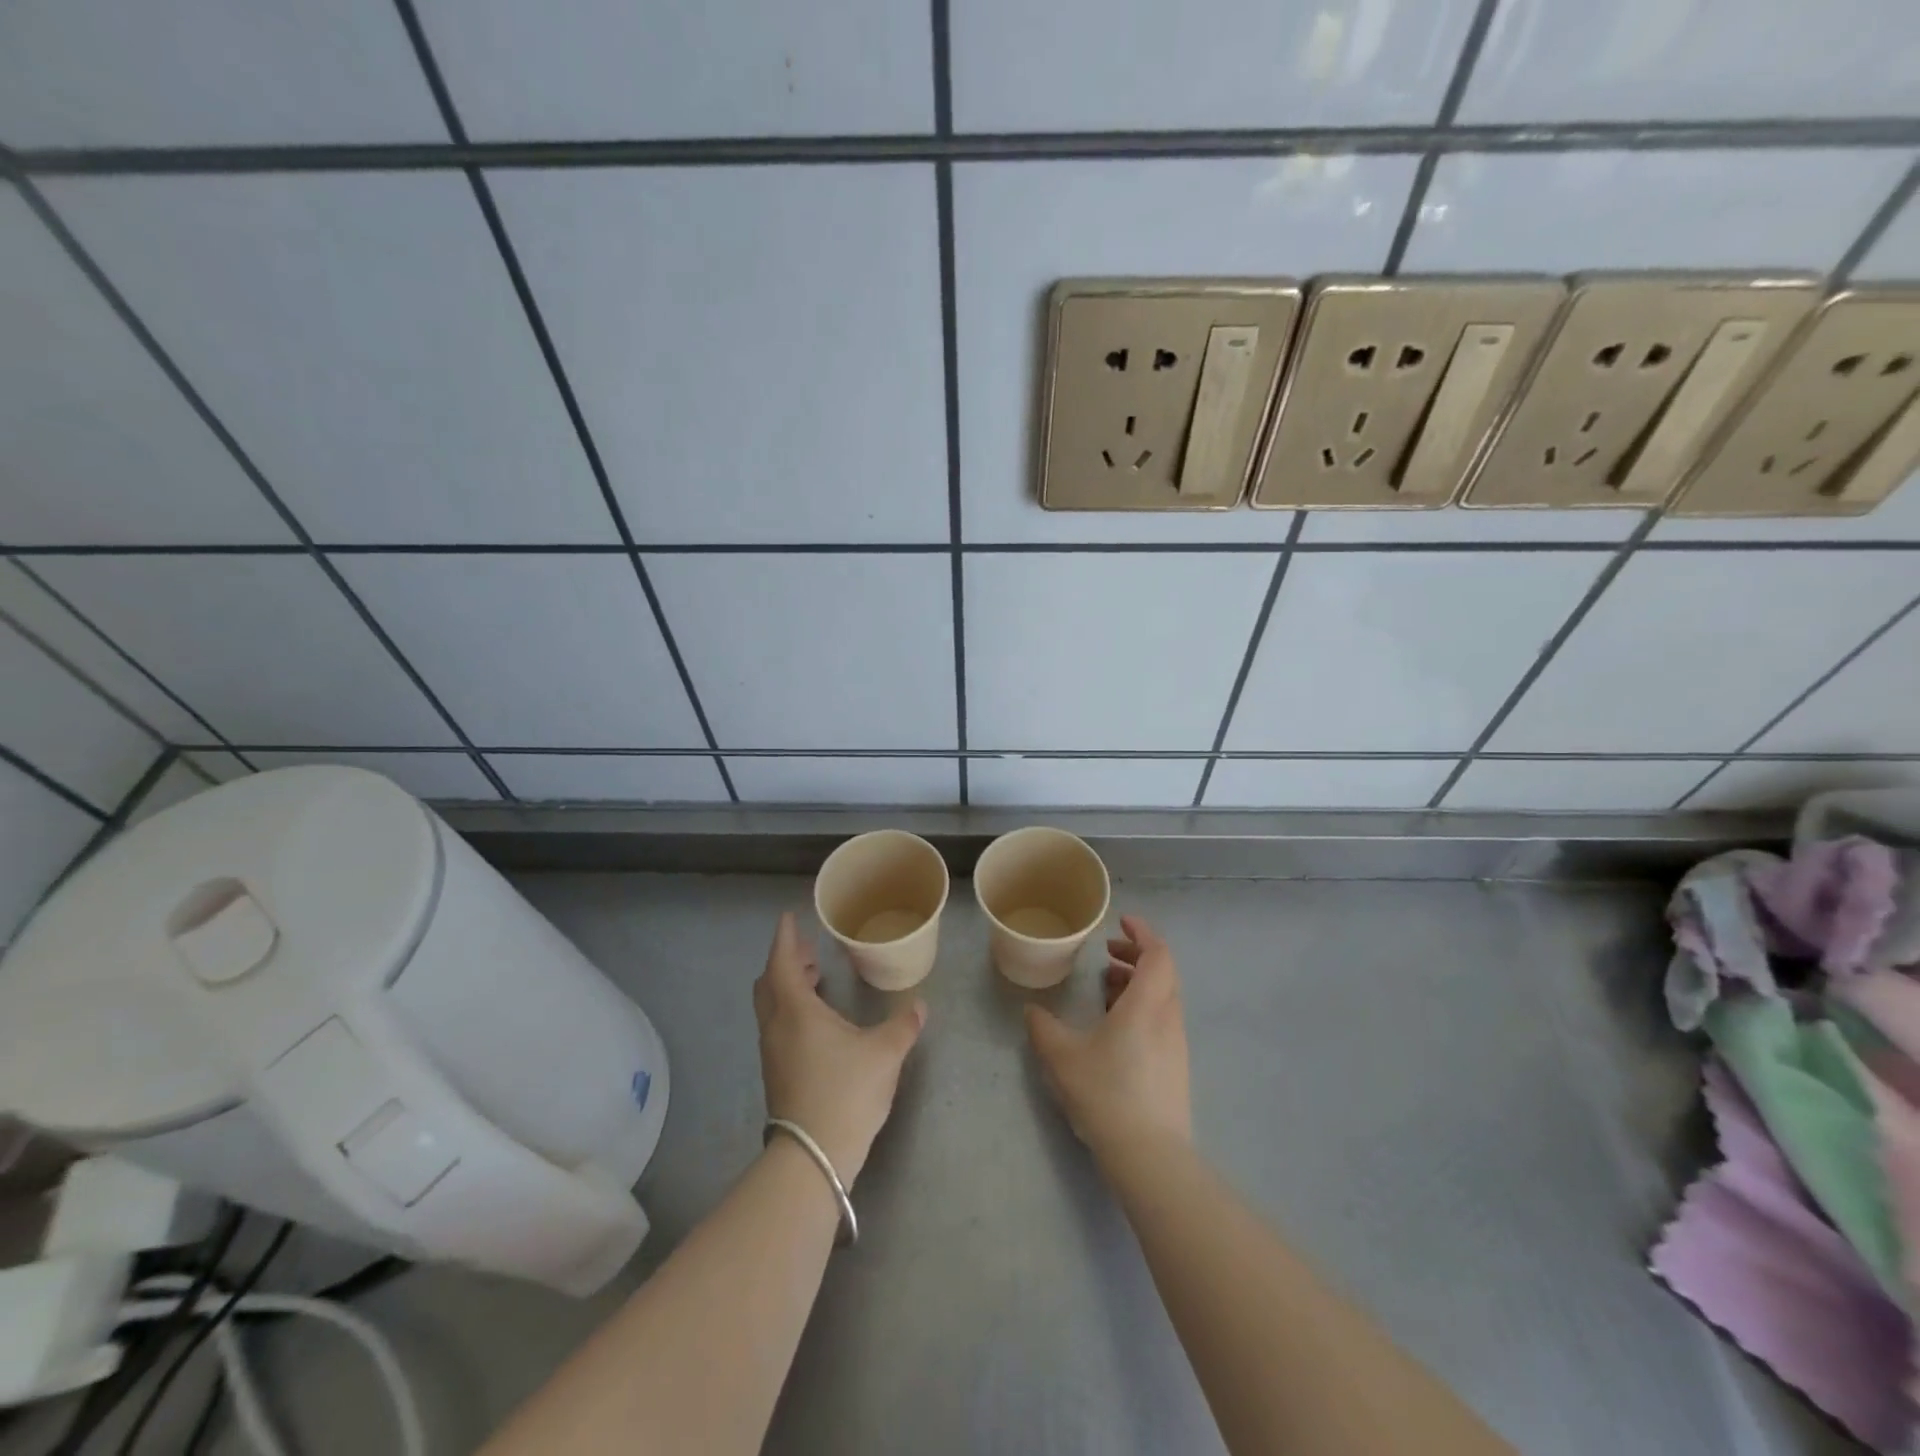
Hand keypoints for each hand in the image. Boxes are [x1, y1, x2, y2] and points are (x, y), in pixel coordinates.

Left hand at [753, 912, 926, 1186]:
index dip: (785, 938)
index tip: (788, 918)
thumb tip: (919, 1006)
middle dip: (786, 961)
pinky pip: (778, 1026)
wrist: (813, 1156)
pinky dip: (791, 1009)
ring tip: (815, 978)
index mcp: (796, 1010)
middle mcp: (777, 1026)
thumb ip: (903, 1026)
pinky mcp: (777, 1074)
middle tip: (808, 950)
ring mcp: (773, 1052)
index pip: (783, 962)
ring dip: (788, 986)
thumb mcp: (884, 1054)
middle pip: (770, 983)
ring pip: (772, 1006)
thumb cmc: (846, 1092)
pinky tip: (817, 1021)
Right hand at [1026, 914, 1191, 1159]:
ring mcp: (1176, 1044)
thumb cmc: (1105, 1093)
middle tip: (1106, 954)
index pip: (1157, 954)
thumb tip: (1032, 1010)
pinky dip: (1142, 1007)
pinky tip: (1116, 1027)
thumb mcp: (1062, 1057)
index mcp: (1146, 1004)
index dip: (1142, 932)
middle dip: (1136, 956)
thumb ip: (1043, 1028)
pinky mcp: (1176, 1067)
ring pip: (1163, 997)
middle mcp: (1167, 1017)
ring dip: (1138, 983)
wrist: (1149, 1155)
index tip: (1120, 923)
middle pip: (1163, 972)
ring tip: (1106, 987)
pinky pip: (1162, 1019)